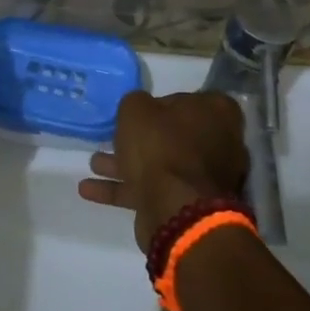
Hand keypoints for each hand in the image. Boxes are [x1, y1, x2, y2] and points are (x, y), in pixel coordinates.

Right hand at [78, 90, 248, 251]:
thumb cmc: (161, 147)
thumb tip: (142, 109)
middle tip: (113, 138)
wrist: (176, 210)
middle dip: (140, 139)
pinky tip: (90, 190)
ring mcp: (206, 178)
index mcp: (217, 113)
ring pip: (160, 165)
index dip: (161, 103)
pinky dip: (124, 189)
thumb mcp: (137, 109)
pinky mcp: (189, 206)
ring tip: (94, 164)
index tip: (139, 112)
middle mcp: (219, 143)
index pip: (188, 99)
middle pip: (174, 135)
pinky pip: (153, 191)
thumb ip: (136, 102)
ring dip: (126, 165)